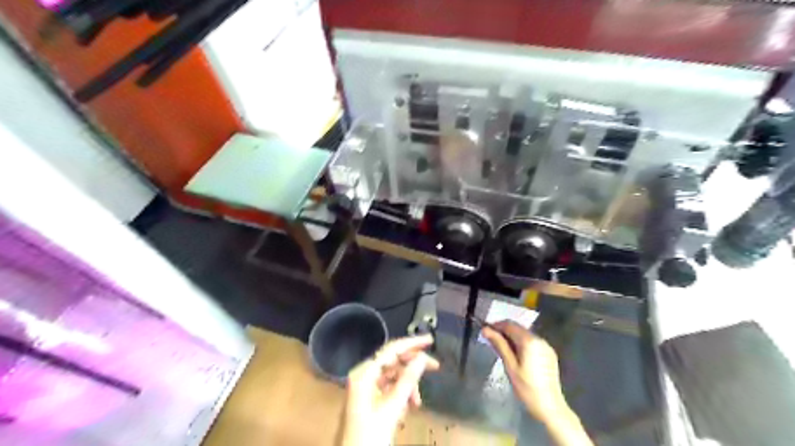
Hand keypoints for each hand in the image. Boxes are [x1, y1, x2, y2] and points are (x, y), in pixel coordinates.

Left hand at [340, 335, 440, 445]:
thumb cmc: (370, 434)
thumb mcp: (392, 406)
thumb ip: (408, 380)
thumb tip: (422, 358)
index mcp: (364, 372)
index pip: (391, 350)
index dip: (412, 343)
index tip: (430, 340)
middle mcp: (364, 374)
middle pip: (393, 361)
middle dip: (413, 365)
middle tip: (435, 366)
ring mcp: (366, 386)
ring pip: (393, 375)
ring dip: (408, 385)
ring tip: (417, 402)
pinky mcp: (369, 397)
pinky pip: (389, 387)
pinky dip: (401, 393)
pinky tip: (409, 405)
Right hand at [485, 321, 588, 444]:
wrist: (550, 406)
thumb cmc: (526, 387)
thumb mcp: (510, 366)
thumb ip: (499, 345)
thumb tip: (485, 329)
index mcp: (529, 341)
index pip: (510, 325)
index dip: (496, 325)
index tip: (485, 331)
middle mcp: (539, 339)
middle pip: (518, 328)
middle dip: (504, 331)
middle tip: (491, 339)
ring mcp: (546, 346)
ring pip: (525, 334)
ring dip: (513, 336)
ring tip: (501, 347)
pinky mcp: (549, 353)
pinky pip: (532, 341)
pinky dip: (522, 342)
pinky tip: (516, 353)